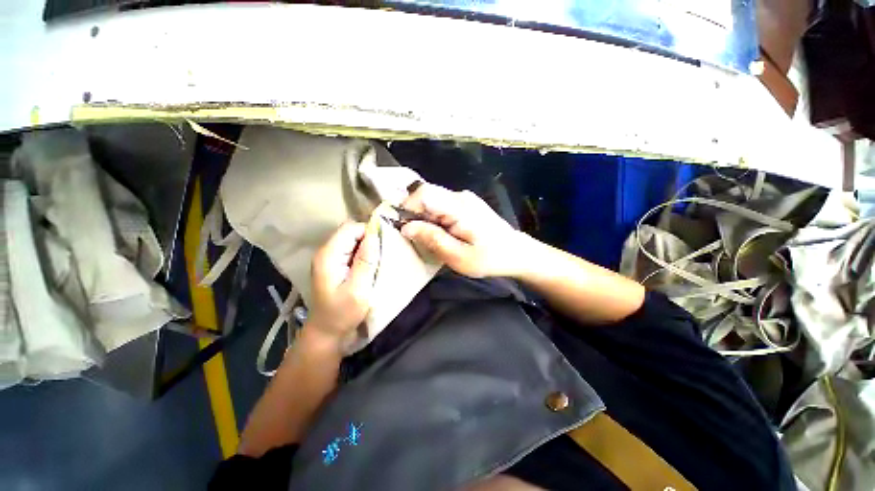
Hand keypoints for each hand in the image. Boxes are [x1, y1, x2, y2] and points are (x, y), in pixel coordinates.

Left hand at [306, 221, 378, 346]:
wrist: (327, 333)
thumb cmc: (342, 314)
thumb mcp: (357, 289)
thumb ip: (366, 261)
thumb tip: (375, 235)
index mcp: (328, 255)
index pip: (351, 228)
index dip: (369, 231)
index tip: (387, 242)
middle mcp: (327, 252)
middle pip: (351, 232)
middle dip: (370, 237)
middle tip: (386, 251)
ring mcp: (331, 259)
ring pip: (353, 240)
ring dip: (369, 245)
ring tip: (383, 257)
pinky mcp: (336, 265)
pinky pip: (353, 250)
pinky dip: (365, 253)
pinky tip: (374, 264)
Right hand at [400, 183, 526, 277]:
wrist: (516, 252)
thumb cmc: (489, 258)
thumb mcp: (459, 256)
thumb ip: (432, 239)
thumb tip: (406, 226)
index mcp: (459, 207)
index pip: (424, 193)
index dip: (407, 207)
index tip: (404, 228)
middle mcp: (460, 196)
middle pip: (426, 195)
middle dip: (415, 214)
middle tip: (416, 237)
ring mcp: (464, 198)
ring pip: (433, 200)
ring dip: (424, 217)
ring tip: (430, 237)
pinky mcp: (466, 204)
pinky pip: (442, 205)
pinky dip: (434, 218)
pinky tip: (442, 233)